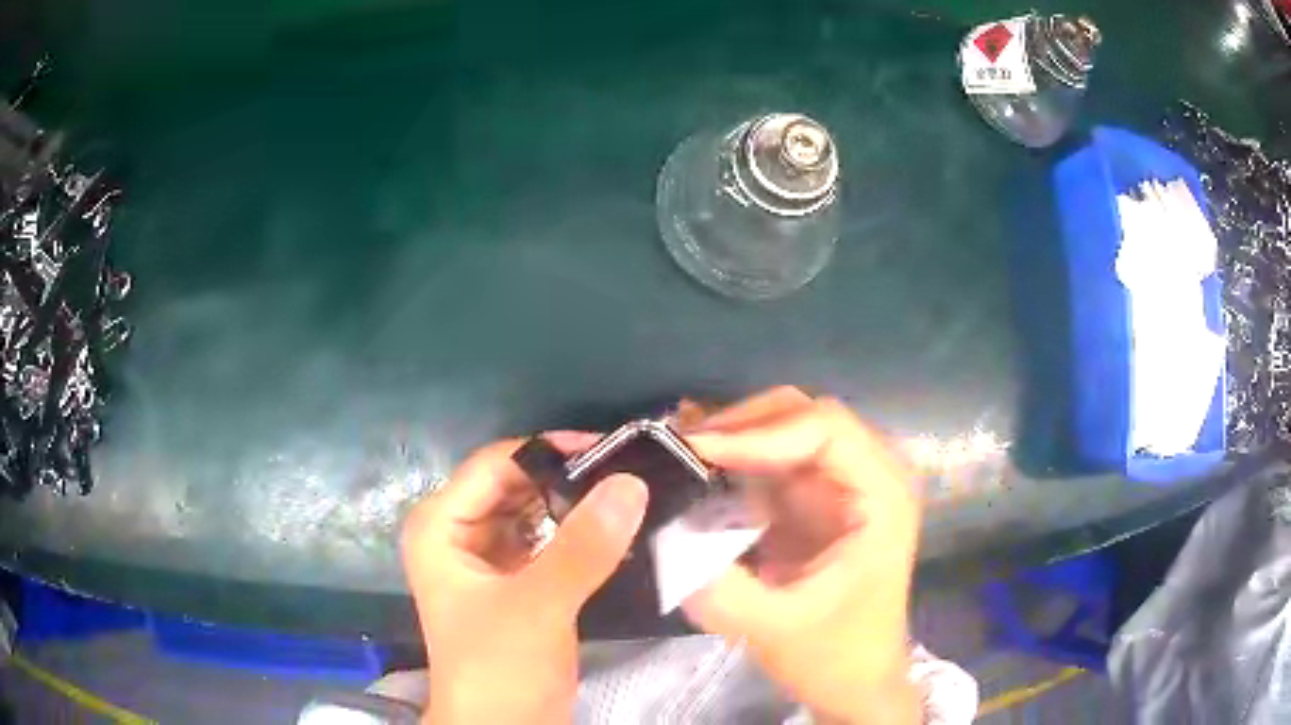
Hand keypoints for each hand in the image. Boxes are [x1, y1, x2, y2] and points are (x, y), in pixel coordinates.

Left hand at [401, 436, 648, 724]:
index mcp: (440, 525)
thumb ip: (582, 547)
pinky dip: (580, 536)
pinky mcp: (517, 581)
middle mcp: (459, 532)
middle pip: (516, 484)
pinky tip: (619, 530)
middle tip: (633, 471)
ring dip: (578, 506)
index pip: (496, 464)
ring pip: (536, 512)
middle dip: (569, 479)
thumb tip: (631, 482)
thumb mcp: (537, 607)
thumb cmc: (499, 670)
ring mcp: (488, 558)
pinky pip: (550, 542)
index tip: (614, 450)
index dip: (550, 452)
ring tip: (634, 494)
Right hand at [681, 388, 921, 724]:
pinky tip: (699, 468)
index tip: (700, 453)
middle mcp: (870, 476)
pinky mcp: (817, 500)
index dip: (760, 432)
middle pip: (805, 415)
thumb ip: (718, 590)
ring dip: (736, 436)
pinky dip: (736, 458)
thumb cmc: (833, 656)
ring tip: (681, 452)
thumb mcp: (773, 631)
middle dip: (743, 425)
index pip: (826, 430)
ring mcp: (843, 485)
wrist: (855, 680)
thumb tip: (662, 537)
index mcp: (882, 498)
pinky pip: (774, 458)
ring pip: (787, 428)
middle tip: (683, 449)